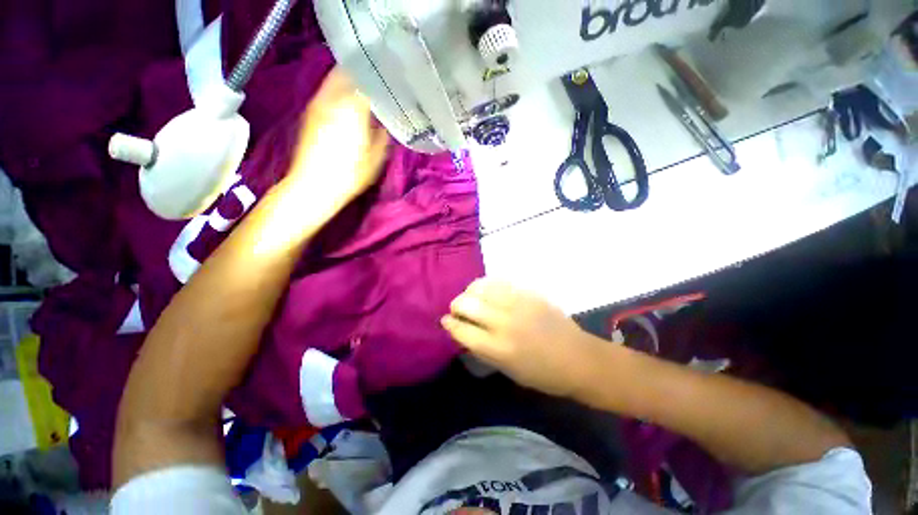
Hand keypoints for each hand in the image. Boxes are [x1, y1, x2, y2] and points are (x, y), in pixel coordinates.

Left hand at [288, 67, 388, 209]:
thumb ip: (381, 138)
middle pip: (347, 74)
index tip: (388, 83)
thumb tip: (382, 126)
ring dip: (348, 81)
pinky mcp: (310, 114)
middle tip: (375, 80)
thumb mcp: (375, 160)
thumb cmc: (350, 174)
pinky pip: (326, 93)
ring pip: (334, 81)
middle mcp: (333, 100)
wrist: (314, 184)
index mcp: (353, 109)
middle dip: (361, 74)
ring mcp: (318, 105)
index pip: (367, 82)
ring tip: (362, 88)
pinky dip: (337, 92)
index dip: (378, 82)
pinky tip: (346, 103)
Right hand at [442, 278, 606, 397]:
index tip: (446, 321)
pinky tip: (487, 290)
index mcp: (497, 348)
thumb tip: (462, 332)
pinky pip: (499, 282)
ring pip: (480, 287)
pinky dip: (487, 285)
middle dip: (456, 305)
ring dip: (470, 292)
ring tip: (471, 297)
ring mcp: (517, 304)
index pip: (461, 329)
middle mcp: (503, 322)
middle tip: (458, 310)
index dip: (449, 324)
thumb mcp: (507, 370)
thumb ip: (482, 349)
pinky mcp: (528, 293)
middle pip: (466, 304)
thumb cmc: (542, 373)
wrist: (578, 358)